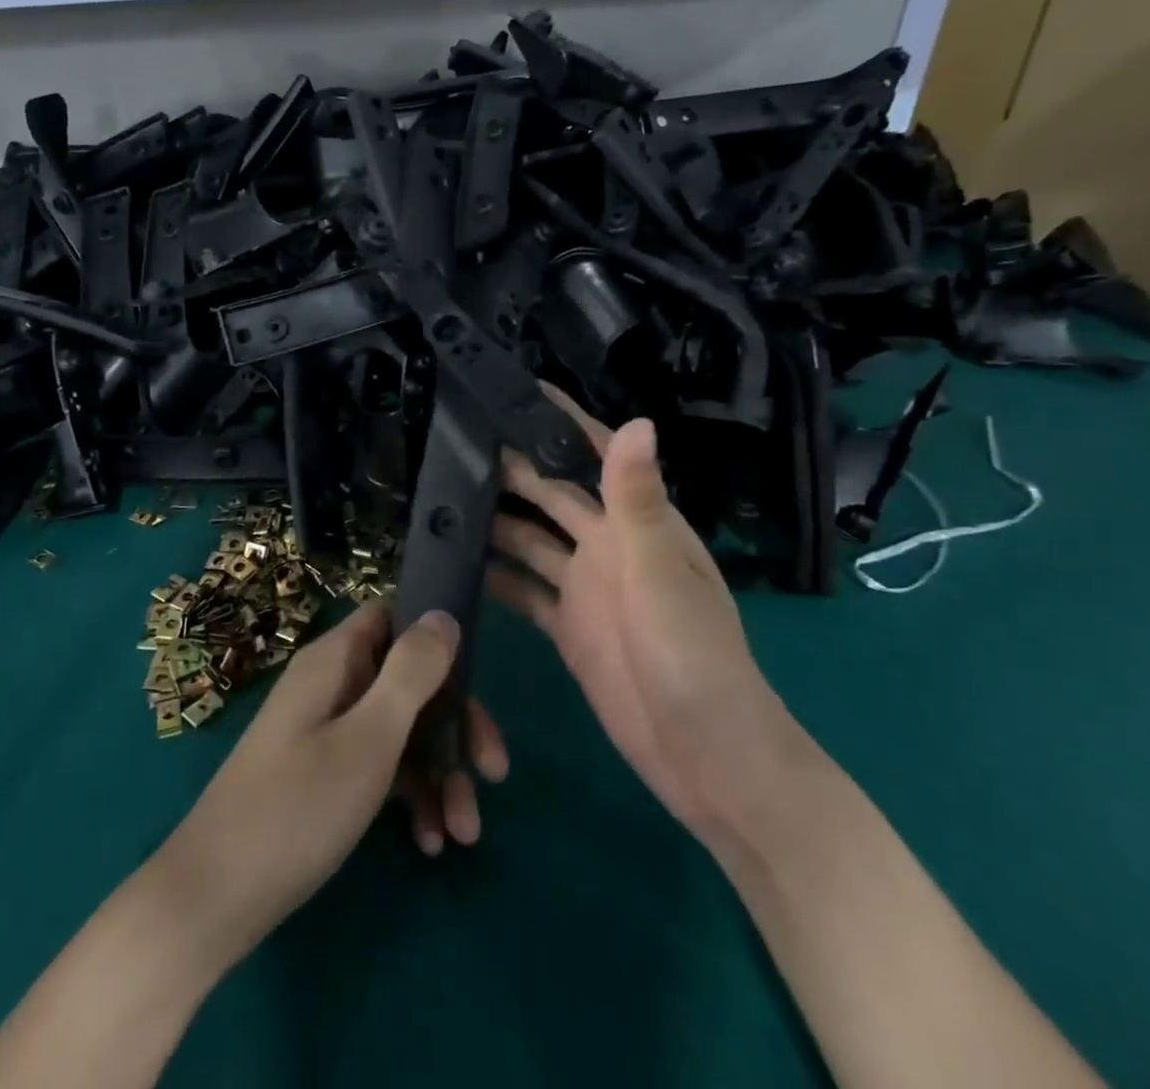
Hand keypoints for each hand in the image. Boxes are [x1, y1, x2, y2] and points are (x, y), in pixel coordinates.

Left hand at [154, 604, 507, 971]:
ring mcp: (327, 730)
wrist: (212, 899)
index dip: (437, 637)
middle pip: (408, 680)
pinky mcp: (324, 773)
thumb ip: (411, 673)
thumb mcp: (368, 739)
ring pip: (400, 730)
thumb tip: (443, 613)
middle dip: (454, 725)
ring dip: (438, 774)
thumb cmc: (297, 808)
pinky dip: (408, 797)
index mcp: (336, 660)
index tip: (478, 676)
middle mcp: (333, 684)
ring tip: (464, 833)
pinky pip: (378, 766)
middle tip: (493, 772)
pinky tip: (429, 841)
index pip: (395, 616)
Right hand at [485, 389, 792, 836]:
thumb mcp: (662, 576)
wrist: (708, 760)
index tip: (512, 389)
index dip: (559, 420)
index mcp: (637, 523)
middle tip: (453, 439)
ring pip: (529, 538)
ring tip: (441, 496)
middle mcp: (607, 545)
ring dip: (494, 518)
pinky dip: (495, 575)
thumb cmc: (695, 659)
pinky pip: (523, 588)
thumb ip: (638, 501)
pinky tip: (458, 562)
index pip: (595, 454)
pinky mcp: (566, 626)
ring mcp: (584, 587)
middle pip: (551, 492)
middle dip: (511, 464)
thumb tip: (636, 419)